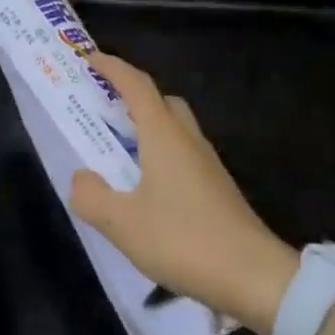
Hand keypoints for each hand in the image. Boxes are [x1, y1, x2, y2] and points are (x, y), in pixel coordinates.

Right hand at [68, 54, 299, 334]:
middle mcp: (188, 139)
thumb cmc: (184, 240)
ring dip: (148, 127)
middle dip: (133, 96)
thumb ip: (92, 197)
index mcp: (164, 135)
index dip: (113, 68)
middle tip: (105, 108)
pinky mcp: (217, 187)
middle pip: (161, 101)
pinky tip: (148, 188)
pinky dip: (161, 154)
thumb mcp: (123, 224)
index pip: (136, 86)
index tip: (90, 58)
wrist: (253, 276)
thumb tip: (81, 178)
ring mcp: (207, 163)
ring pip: (175, 128)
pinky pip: (183, 154)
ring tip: (120, 151)